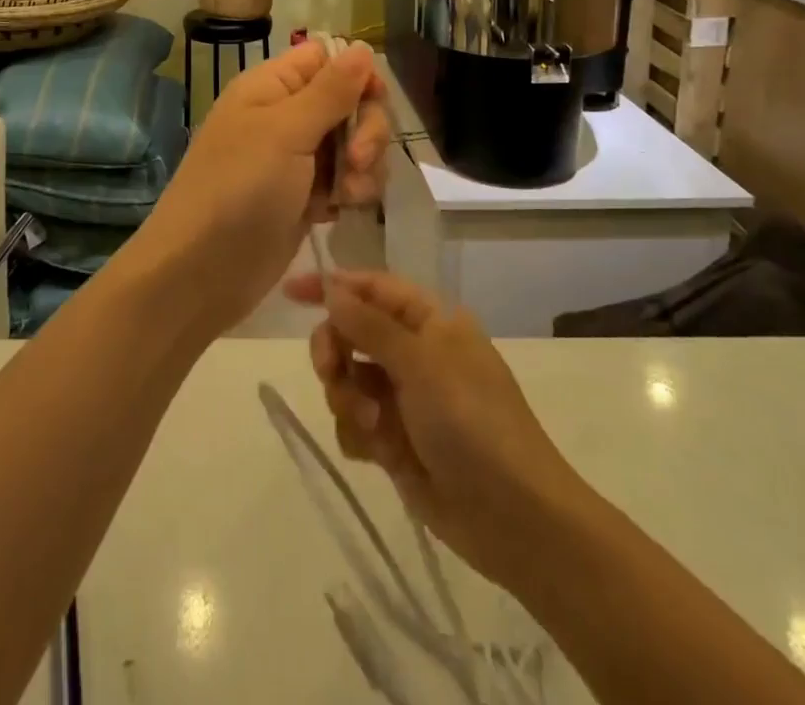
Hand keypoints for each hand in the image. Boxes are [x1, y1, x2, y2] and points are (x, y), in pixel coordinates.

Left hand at [139, 41, 389, 335]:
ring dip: (363, 166)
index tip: (372, 102)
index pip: (326, 58)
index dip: (356, 75)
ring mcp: (296, 159)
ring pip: (352, 143)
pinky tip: (342, 211)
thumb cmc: (239, 189)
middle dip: (365, 129)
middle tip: (356, 161)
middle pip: (348, 102)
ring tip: (347, 196)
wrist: (202, 271)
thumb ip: (330, 91)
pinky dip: (352, 192)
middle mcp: (284, 116)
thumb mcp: (286, 132)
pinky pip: (345, 179)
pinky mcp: (305, 197)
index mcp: (271, 87)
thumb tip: (364, 46)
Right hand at [283, 269, 580, 591]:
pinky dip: (358, 433)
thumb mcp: (421, 363)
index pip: (372, 288)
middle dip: (335, 351)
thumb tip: (333, 289)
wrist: (513, 518)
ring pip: (348, 379)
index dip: (332, 285)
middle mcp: (415, 353)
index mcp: (430, 321)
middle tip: (331, 372)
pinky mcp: (395, 440)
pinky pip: (354, 422)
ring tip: (373, 426)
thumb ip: (370, 325)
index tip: (290, 292)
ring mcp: (404, 398)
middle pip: (351, 332)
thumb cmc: (472, 422)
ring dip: (349, 399)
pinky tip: (377, 453)